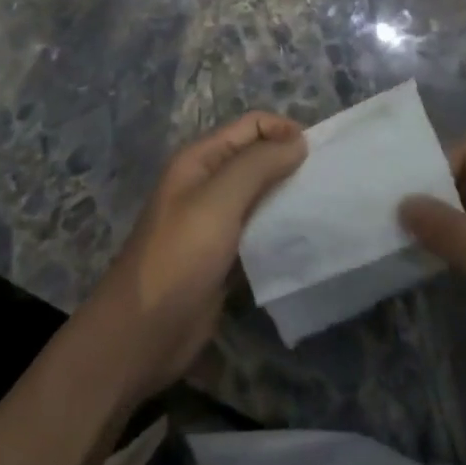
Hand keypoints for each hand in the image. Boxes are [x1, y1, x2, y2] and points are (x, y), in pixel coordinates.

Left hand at [81, 111, 305, 404]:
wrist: (139, 338)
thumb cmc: (178, 259)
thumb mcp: (218, 202)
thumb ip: (259, 165)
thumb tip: (299, 141)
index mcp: (200, 160)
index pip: (252, 126)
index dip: (284, 131)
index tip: (318, 155)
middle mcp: (208, 183)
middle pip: (257, 158)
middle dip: (290, 162)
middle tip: (326, 181)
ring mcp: (215, 221)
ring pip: (261, 194)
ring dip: (288, 196)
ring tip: (321, 206)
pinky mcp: (224, 256)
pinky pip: (259, 229)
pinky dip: (281, 228)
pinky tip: (304, 237)